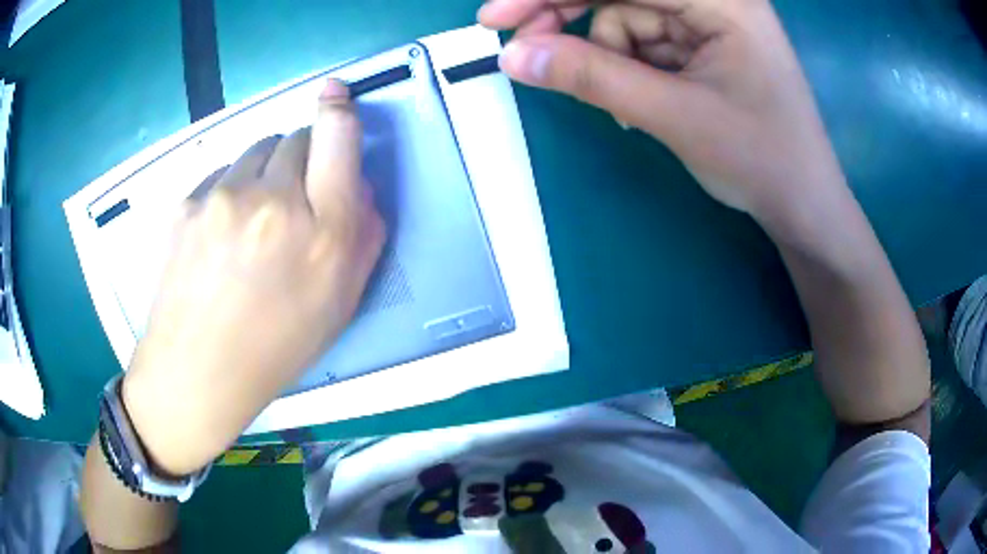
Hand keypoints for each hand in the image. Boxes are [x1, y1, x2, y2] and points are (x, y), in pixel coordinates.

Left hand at [121, 80, 384, 475]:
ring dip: (266, 169)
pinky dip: (232, 186)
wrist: (197, 370)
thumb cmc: (275, 347)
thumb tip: (358, 186)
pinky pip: (223, 172)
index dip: (338, 109)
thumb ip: (362, 237)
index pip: (337, 137)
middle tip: (294, 196)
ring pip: (257, 149)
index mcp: (321, 232)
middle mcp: (273, 201)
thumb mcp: (339, 303)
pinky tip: (221, 229)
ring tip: (254, 216)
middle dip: (303, 157)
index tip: (335, 94)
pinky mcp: (188, 201)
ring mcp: (223, 196)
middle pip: (296, 137)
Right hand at [480, 0, 845, 219]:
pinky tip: (641, 104)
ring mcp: (708, 21)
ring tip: (627, 109)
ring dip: (609, 58)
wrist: (802, 205)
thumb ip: (593, 77)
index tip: (494, 17)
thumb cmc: (760, 160)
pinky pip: (643, 42)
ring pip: (626, 21)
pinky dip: (628, 69)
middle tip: (524, 49)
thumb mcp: (674, 115)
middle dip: (570, 19)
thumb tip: (513, 56)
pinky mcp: (702, 44)